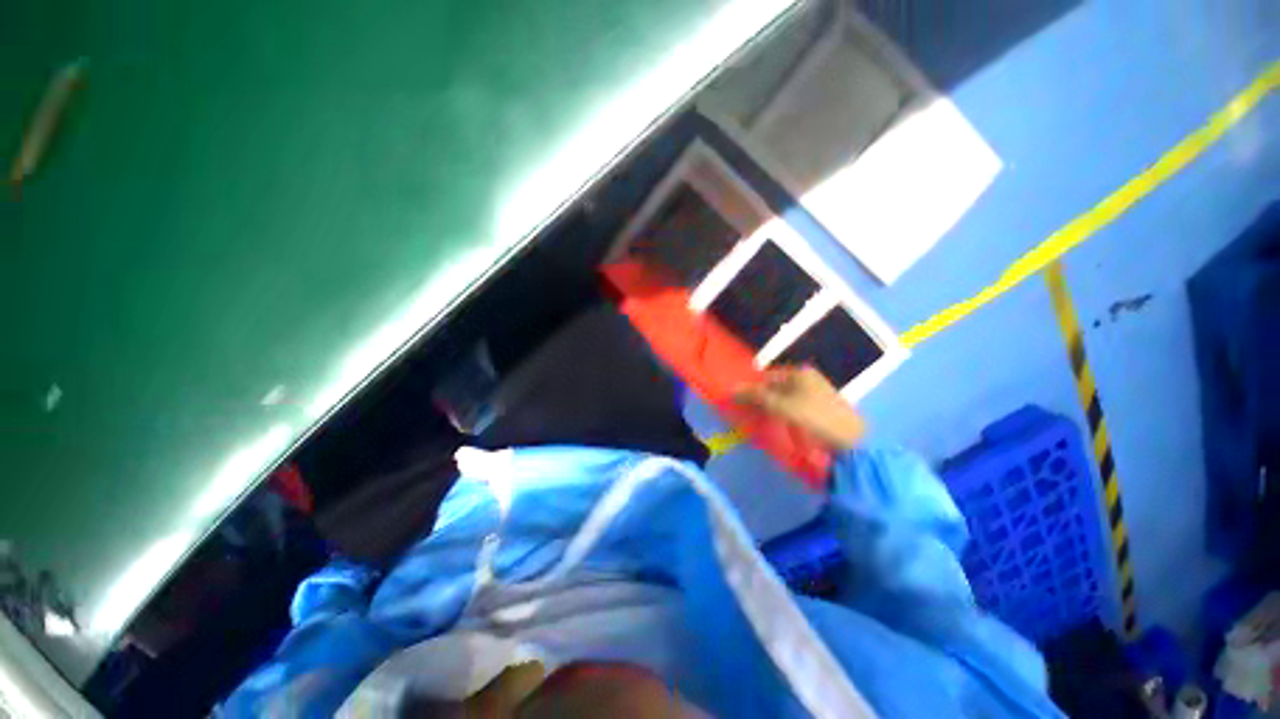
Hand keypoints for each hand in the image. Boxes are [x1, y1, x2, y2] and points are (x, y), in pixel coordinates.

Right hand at [734, 366, 863, 451]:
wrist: (851, 442)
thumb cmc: (813, 417)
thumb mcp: (780, 405)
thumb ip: (755, 395)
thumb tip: (731, 389)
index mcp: (800, 372)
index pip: (767, 377)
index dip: (753, 389)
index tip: (742, 404)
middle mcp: (809, 379)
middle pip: (776, 387)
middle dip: (762, 399)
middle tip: (751, 415)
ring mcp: (817, 393)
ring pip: (785, 398)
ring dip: (772, 409)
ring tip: (762, 422)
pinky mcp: (821, 409)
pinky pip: (795, 408)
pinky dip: (785, 414)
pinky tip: (780, 426)